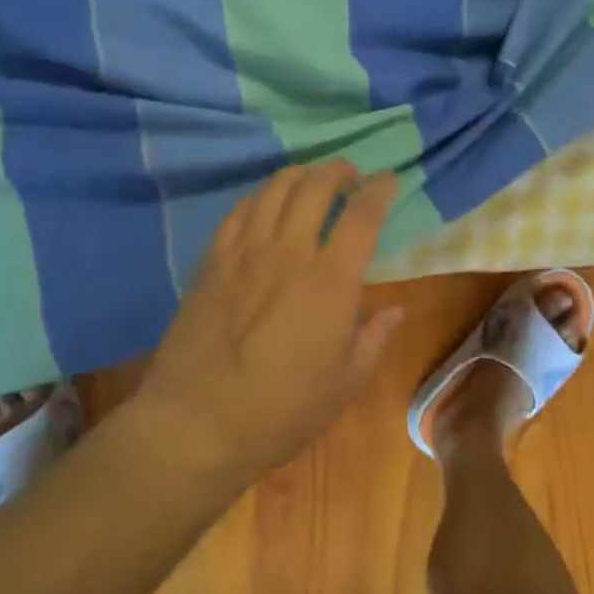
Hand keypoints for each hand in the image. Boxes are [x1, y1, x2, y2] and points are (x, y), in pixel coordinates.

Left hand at [136, 162, 402, 486]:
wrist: (197, 422)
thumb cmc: (281, 410)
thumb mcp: (345, 383)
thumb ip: (375, 339)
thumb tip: (396, 310)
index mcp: (330, 279)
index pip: (362, 216)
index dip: (379, 190)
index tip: (388, 179)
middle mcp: (289, 251)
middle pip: (316, 186)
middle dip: (338, 170)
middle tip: (349, 174)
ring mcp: (246, 251)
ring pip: (275, 189)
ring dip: (300, 174)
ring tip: (311, 179)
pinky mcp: (213, 259)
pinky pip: (240, 210)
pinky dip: (260, 196)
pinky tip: (265, 203)